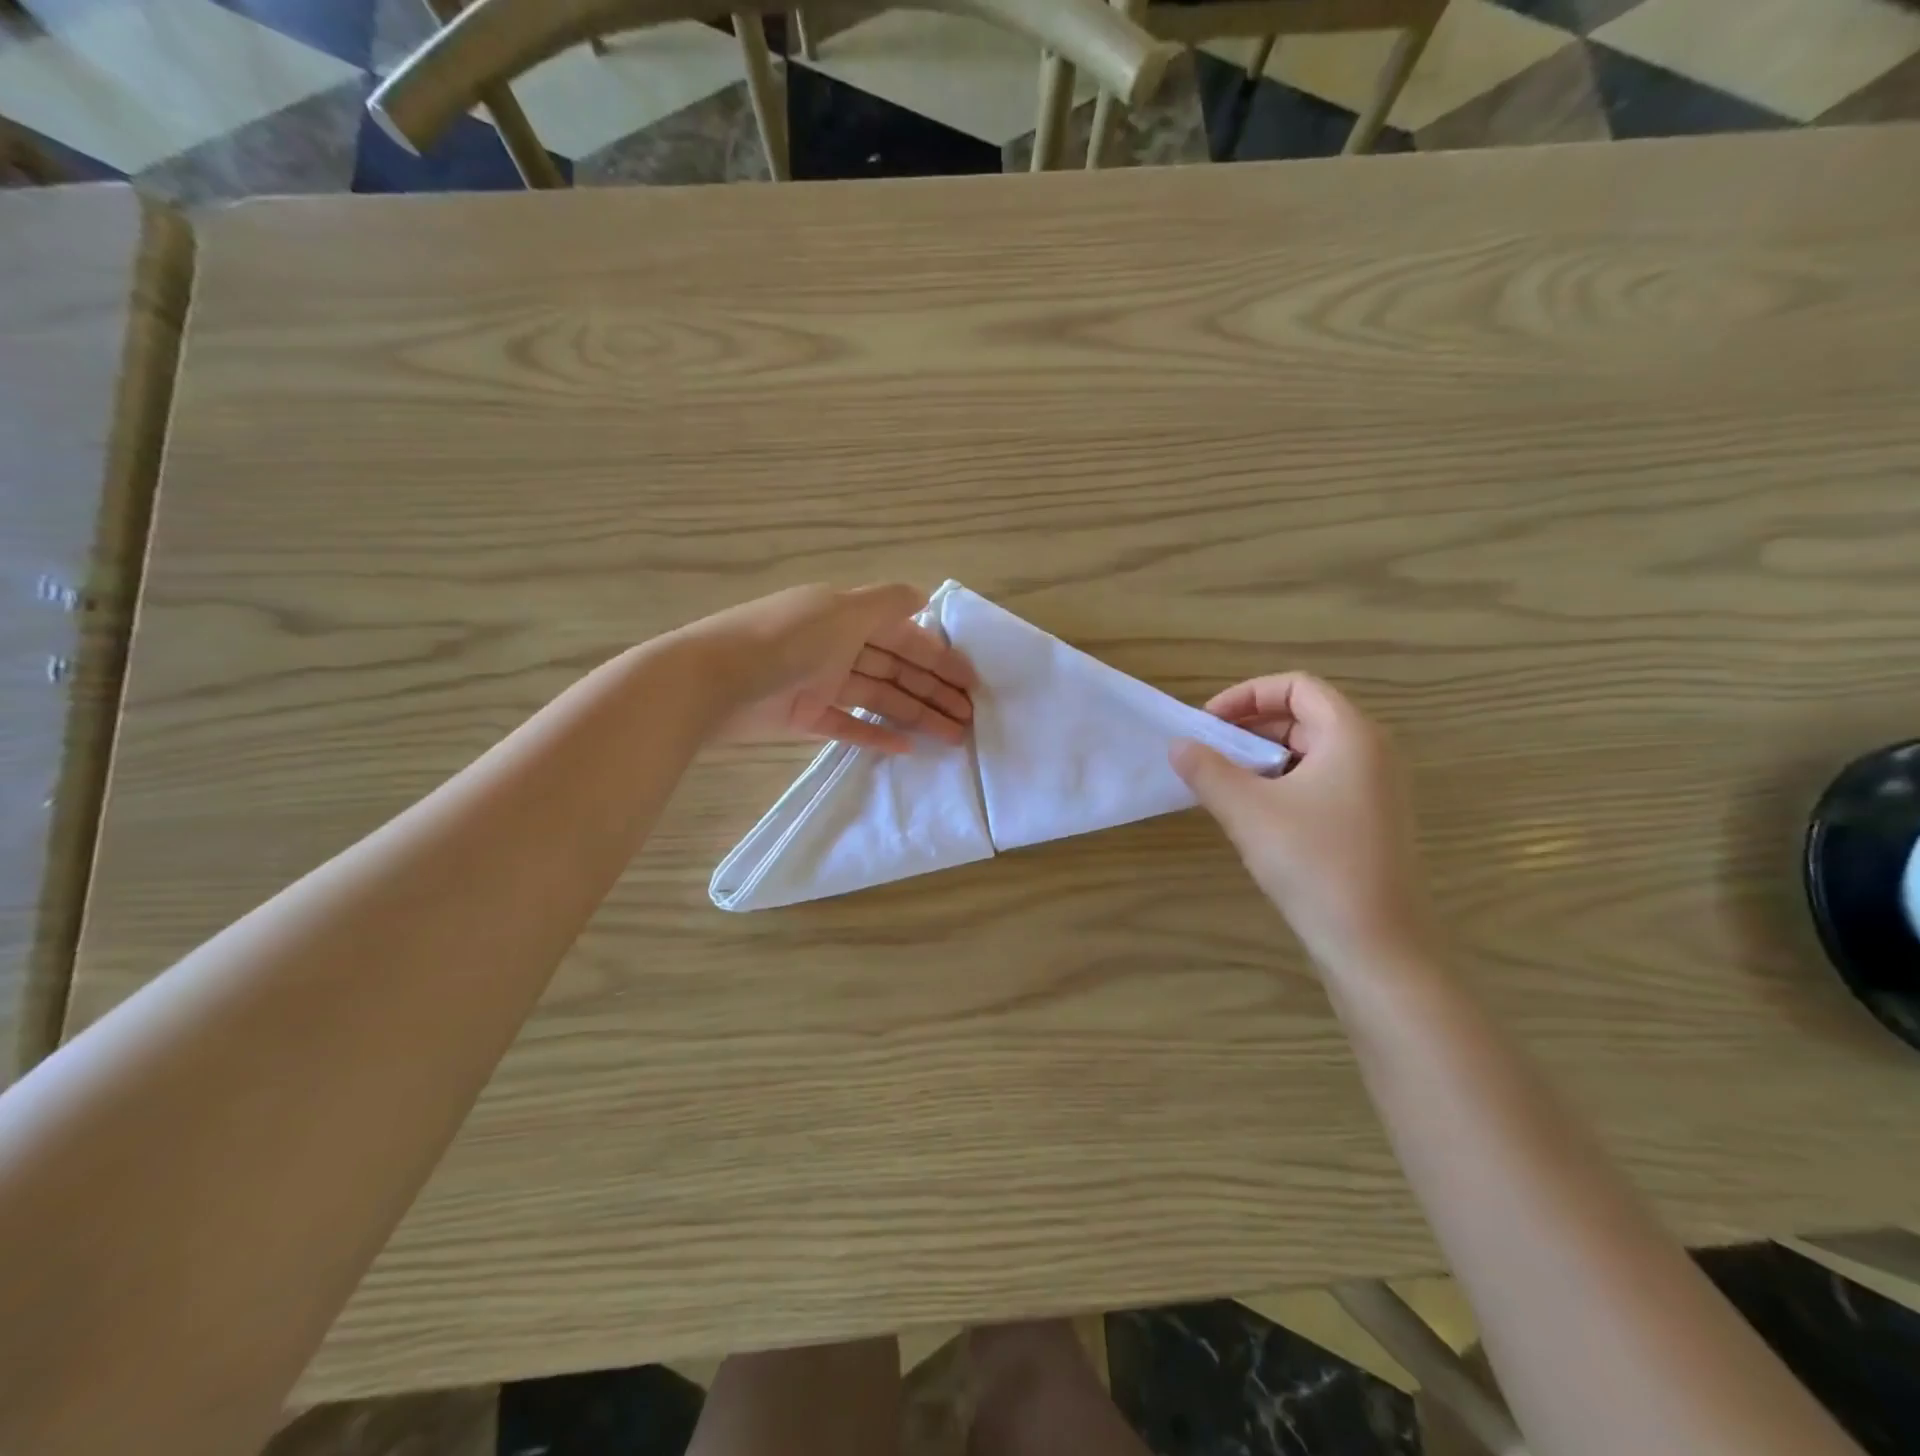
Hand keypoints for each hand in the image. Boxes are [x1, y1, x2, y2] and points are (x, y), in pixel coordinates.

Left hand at [683, 582, 974, 753]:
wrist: (711, 680)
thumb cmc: (784, 640)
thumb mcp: (840, 611)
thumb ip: (886, 603)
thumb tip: (924, 595)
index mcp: (847, 616)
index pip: (904, 635)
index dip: (939, 657)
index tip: (971, 682)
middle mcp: (837, 645)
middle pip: (897, 669)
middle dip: (935, 692)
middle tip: (971, 718)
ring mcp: (820, 682)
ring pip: (879, 698)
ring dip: (916, 715)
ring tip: (951, 737)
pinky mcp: (803, 716)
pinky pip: (848, 725)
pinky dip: (876, 733)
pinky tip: (906, 747)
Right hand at [1170, 673, 1436, 975]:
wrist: (1376, 945)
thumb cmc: (1313, 864)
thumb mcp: (1247, 811)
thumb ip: (1207, 770)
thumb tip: (1178, 745)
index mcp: (1352, 735)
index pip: (1296, 686)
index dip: (1246, 695)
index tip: (1208, 724)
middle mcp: (1372, 752)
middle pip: (1304, 716)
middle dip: (1250, 727)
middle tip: (1209, 754)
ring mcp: (1376, 788)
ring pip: (1311, 751)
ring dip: (1263, 758)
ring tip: (1225, 784)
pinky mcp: (1371, 820)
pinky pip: (1321, 781)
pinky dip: (1283, 782)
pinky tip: (1255, 814)